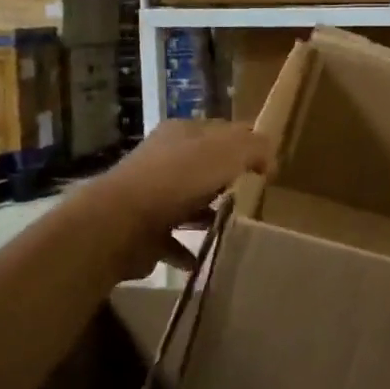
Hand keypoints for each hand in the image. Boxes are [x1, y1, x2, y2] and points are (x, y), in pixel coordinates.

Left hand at [94, 120, 273, 274]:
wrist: (119, 223)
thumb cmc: (177, 180)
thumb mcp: (227, 152)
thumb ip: (254, 148)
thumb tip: (270, 156)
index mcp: (182, 133)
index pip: (222, 131)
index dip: (247, 143)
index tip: (268, 167)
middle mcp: (164, 159)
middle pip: (204, 166)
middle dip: (227, 179)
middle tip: (253, 196)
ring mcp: (150, 195)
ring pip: (188, 202)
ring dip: (208, 214)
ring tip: (234, 227)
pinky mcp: (143, 230)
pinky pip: (172, 239)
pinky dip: (188, 249)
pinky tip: (205, 258)